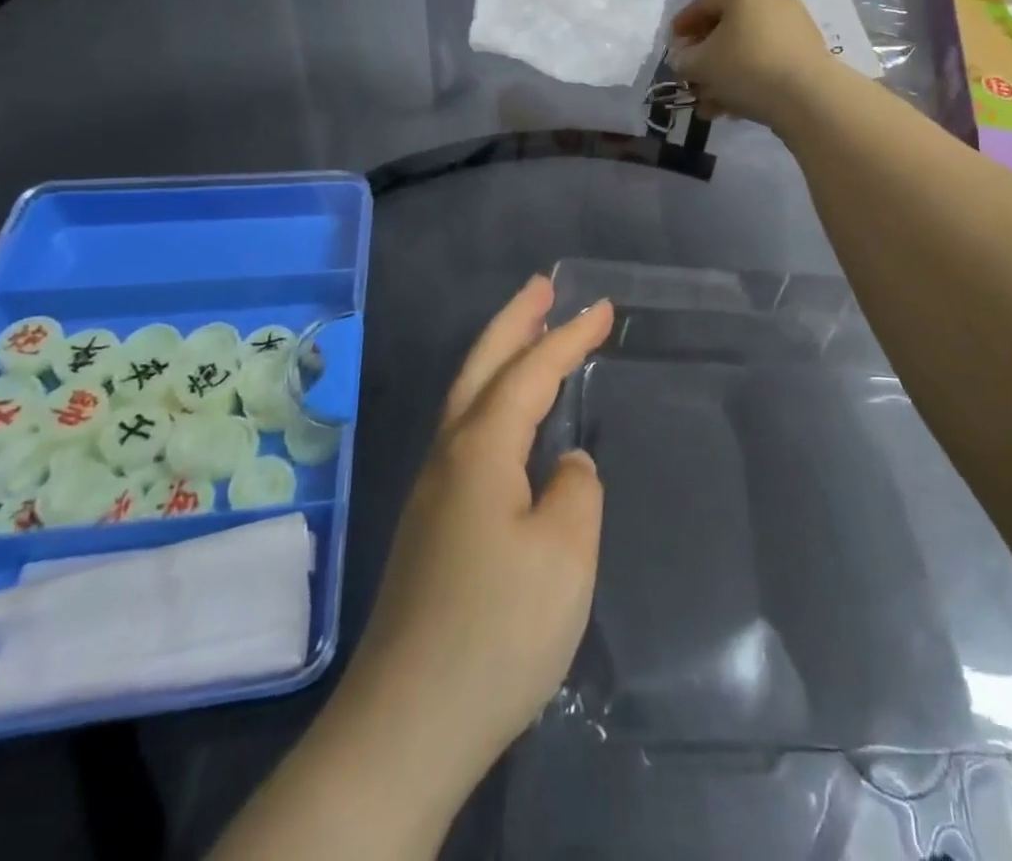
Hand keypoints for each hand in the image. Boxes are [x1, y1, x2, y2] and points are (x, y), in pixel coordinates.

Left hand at [344, 277, 609, 781]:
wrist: (408, 724)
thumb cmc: (498, 629)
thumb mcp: (565, 553)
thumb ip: (576, 489)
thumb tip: (564, 466)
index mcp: (480, 448)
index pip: (531, 371)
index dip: (569, 336)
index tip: (603, 308)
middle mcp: (449, 455)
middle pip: (482, 366)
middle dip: (514, 320)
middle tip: (543, 286)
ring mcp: (433, 490)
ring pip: (468, 398)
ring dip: (500, 357)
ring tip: (530, 334)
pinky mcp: (431, 526)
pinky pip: (468, 433)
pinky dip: (493, 401)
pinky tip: (511, 422)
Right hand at [669, 0, 835, 125]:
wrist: (807, 96)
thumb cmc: (746, 67)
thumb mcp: (701, 64)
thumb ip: (683, 59)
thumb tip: (683, 59)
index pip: (703, 1)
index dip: (682, 25)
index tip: (671, 48)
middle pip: (726, 26)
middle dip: (704, 57)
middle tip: (690, 78)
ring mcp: (793, 24)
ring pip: (746, 48)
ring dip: (722, 76)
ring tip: (708, 104)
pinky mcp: (805, 52)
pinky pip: (766, 61)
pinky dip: (746, 80)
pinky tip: (732, 108)